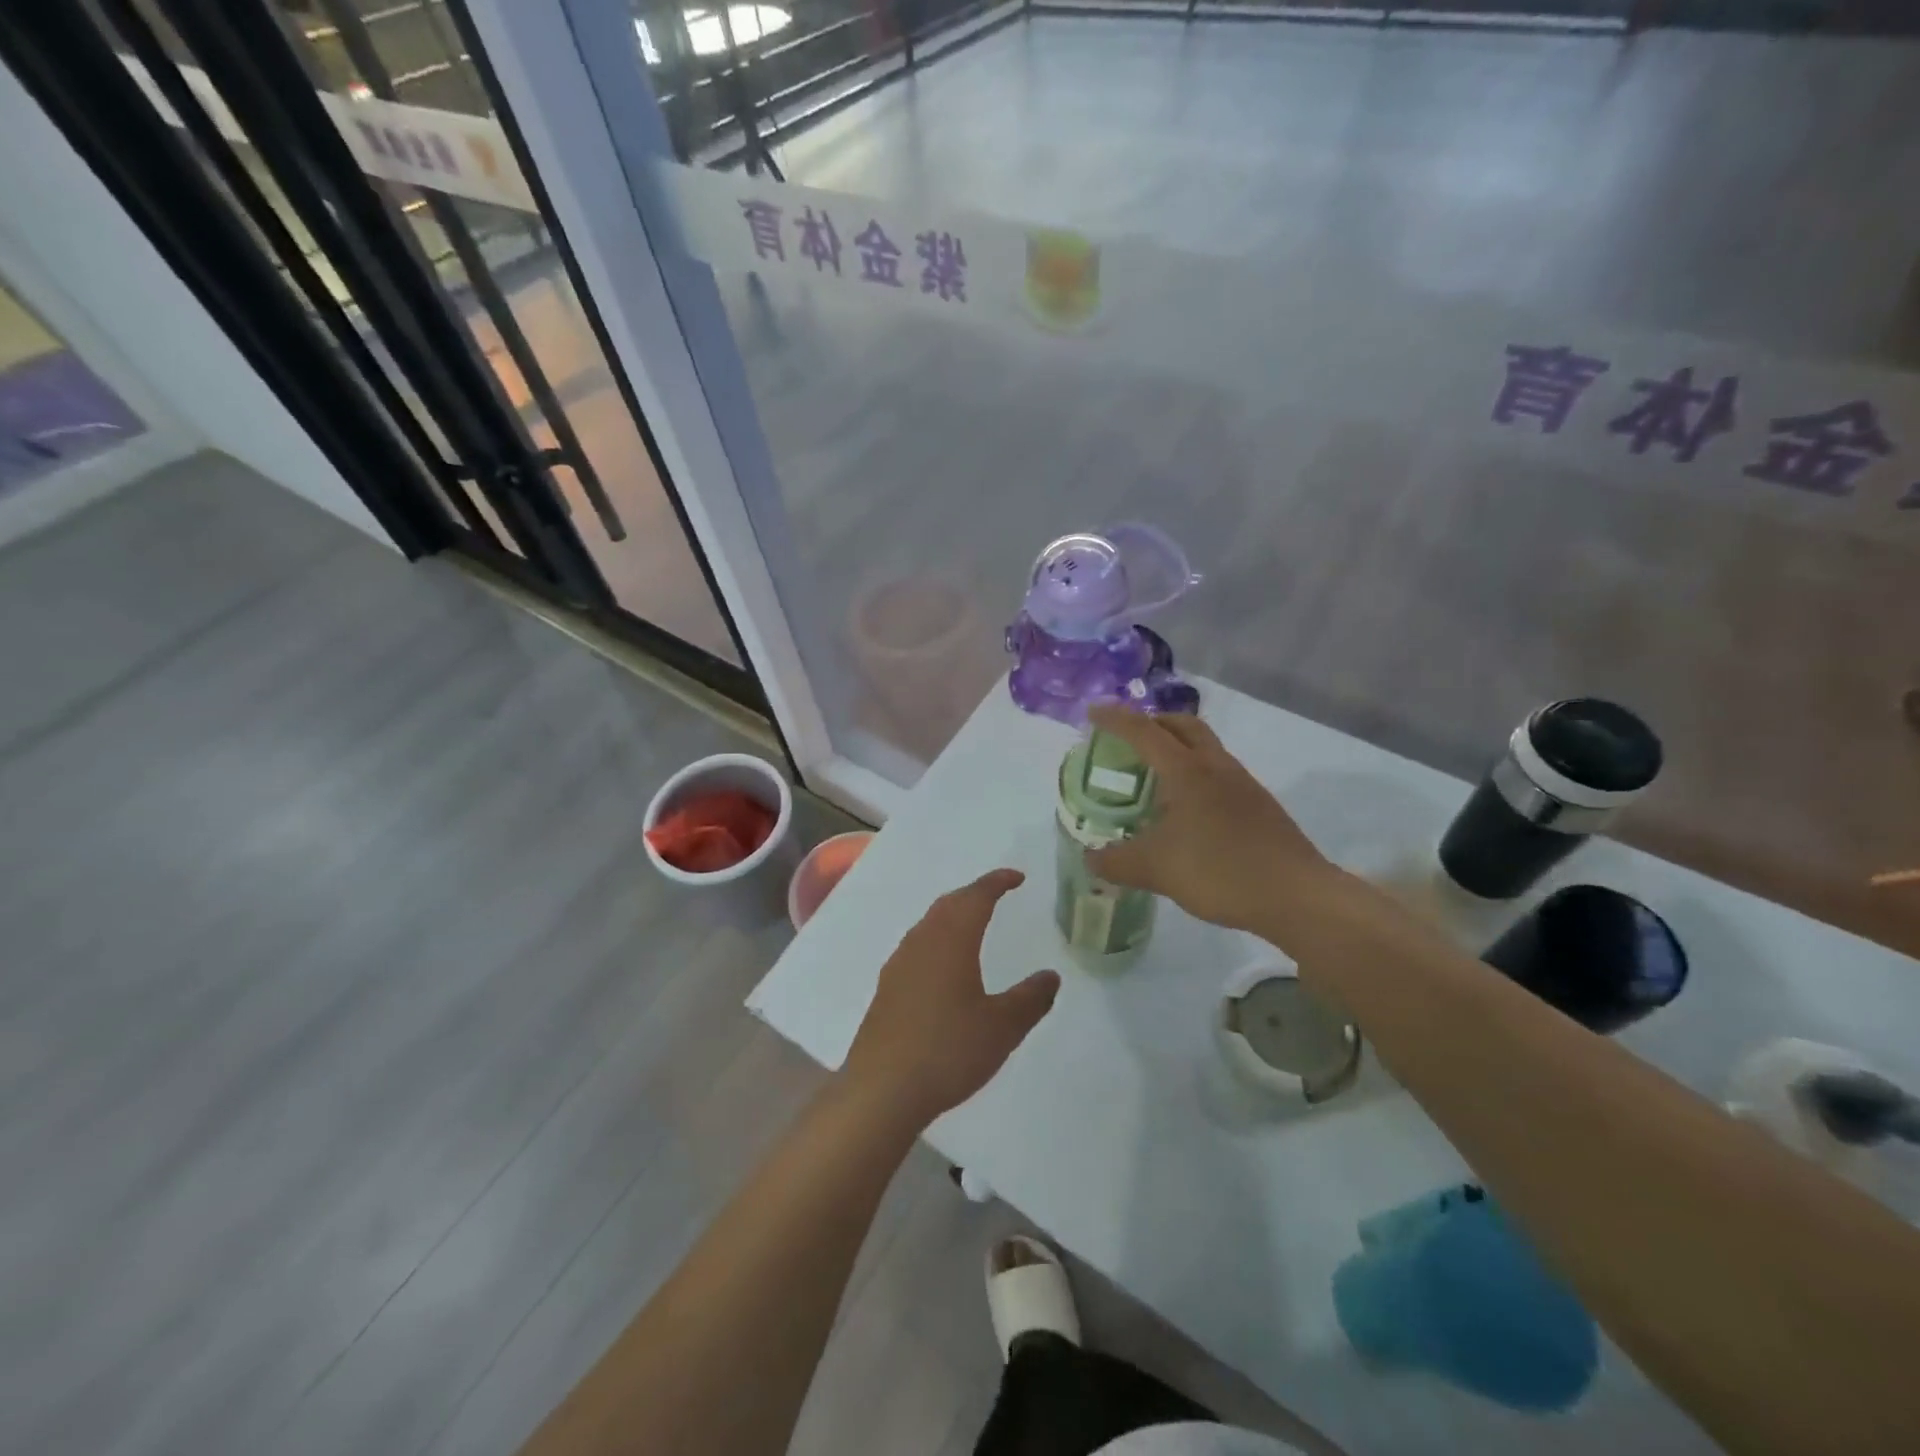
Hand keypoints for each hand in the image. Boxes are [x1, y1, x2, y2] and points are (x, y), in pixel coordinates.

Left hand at [841, 869, 1059, 1128]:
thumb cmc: (948, 1050)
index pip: (976, 897)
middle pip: (949, 904)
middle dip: (974, 894)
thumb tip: (1051, 976)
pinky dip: (937, 939)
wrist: (882, 1090)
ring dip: (953, 915)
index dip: (997, 883)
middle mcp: (922, 942)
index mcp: (951, 941)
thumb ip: (1030, 999)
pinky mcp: (887, 989)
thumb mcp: (1002, 1028)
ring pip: (929, 924)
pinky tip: (942, 964)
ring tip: (973, 923)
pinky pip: (917, 947)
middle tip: (997, 894)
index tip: (1017, 877)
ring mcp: (899, 965)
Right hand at [1085, 705, 1336, 936]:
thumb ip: (1116, 862)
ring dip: (1178, 749)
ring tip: (1155, 778)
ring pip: (1206, 749)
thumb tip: (1090, 859)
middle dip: (1153, 723)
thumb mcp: (1155, 869)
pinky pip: (1219, 774)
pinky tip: (1188, 811)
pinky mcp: (1260, 805)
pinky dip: (1196, 776)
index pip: (1144, 732)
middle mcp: (1216, 767)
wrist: (1296, 895)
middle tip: (1128, 739)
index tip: (1093, 713)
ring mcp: (1243, 784)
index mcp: (1188, 771)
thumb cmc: (1220, 871)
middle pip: (1184, 726)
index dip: (1115, 719)